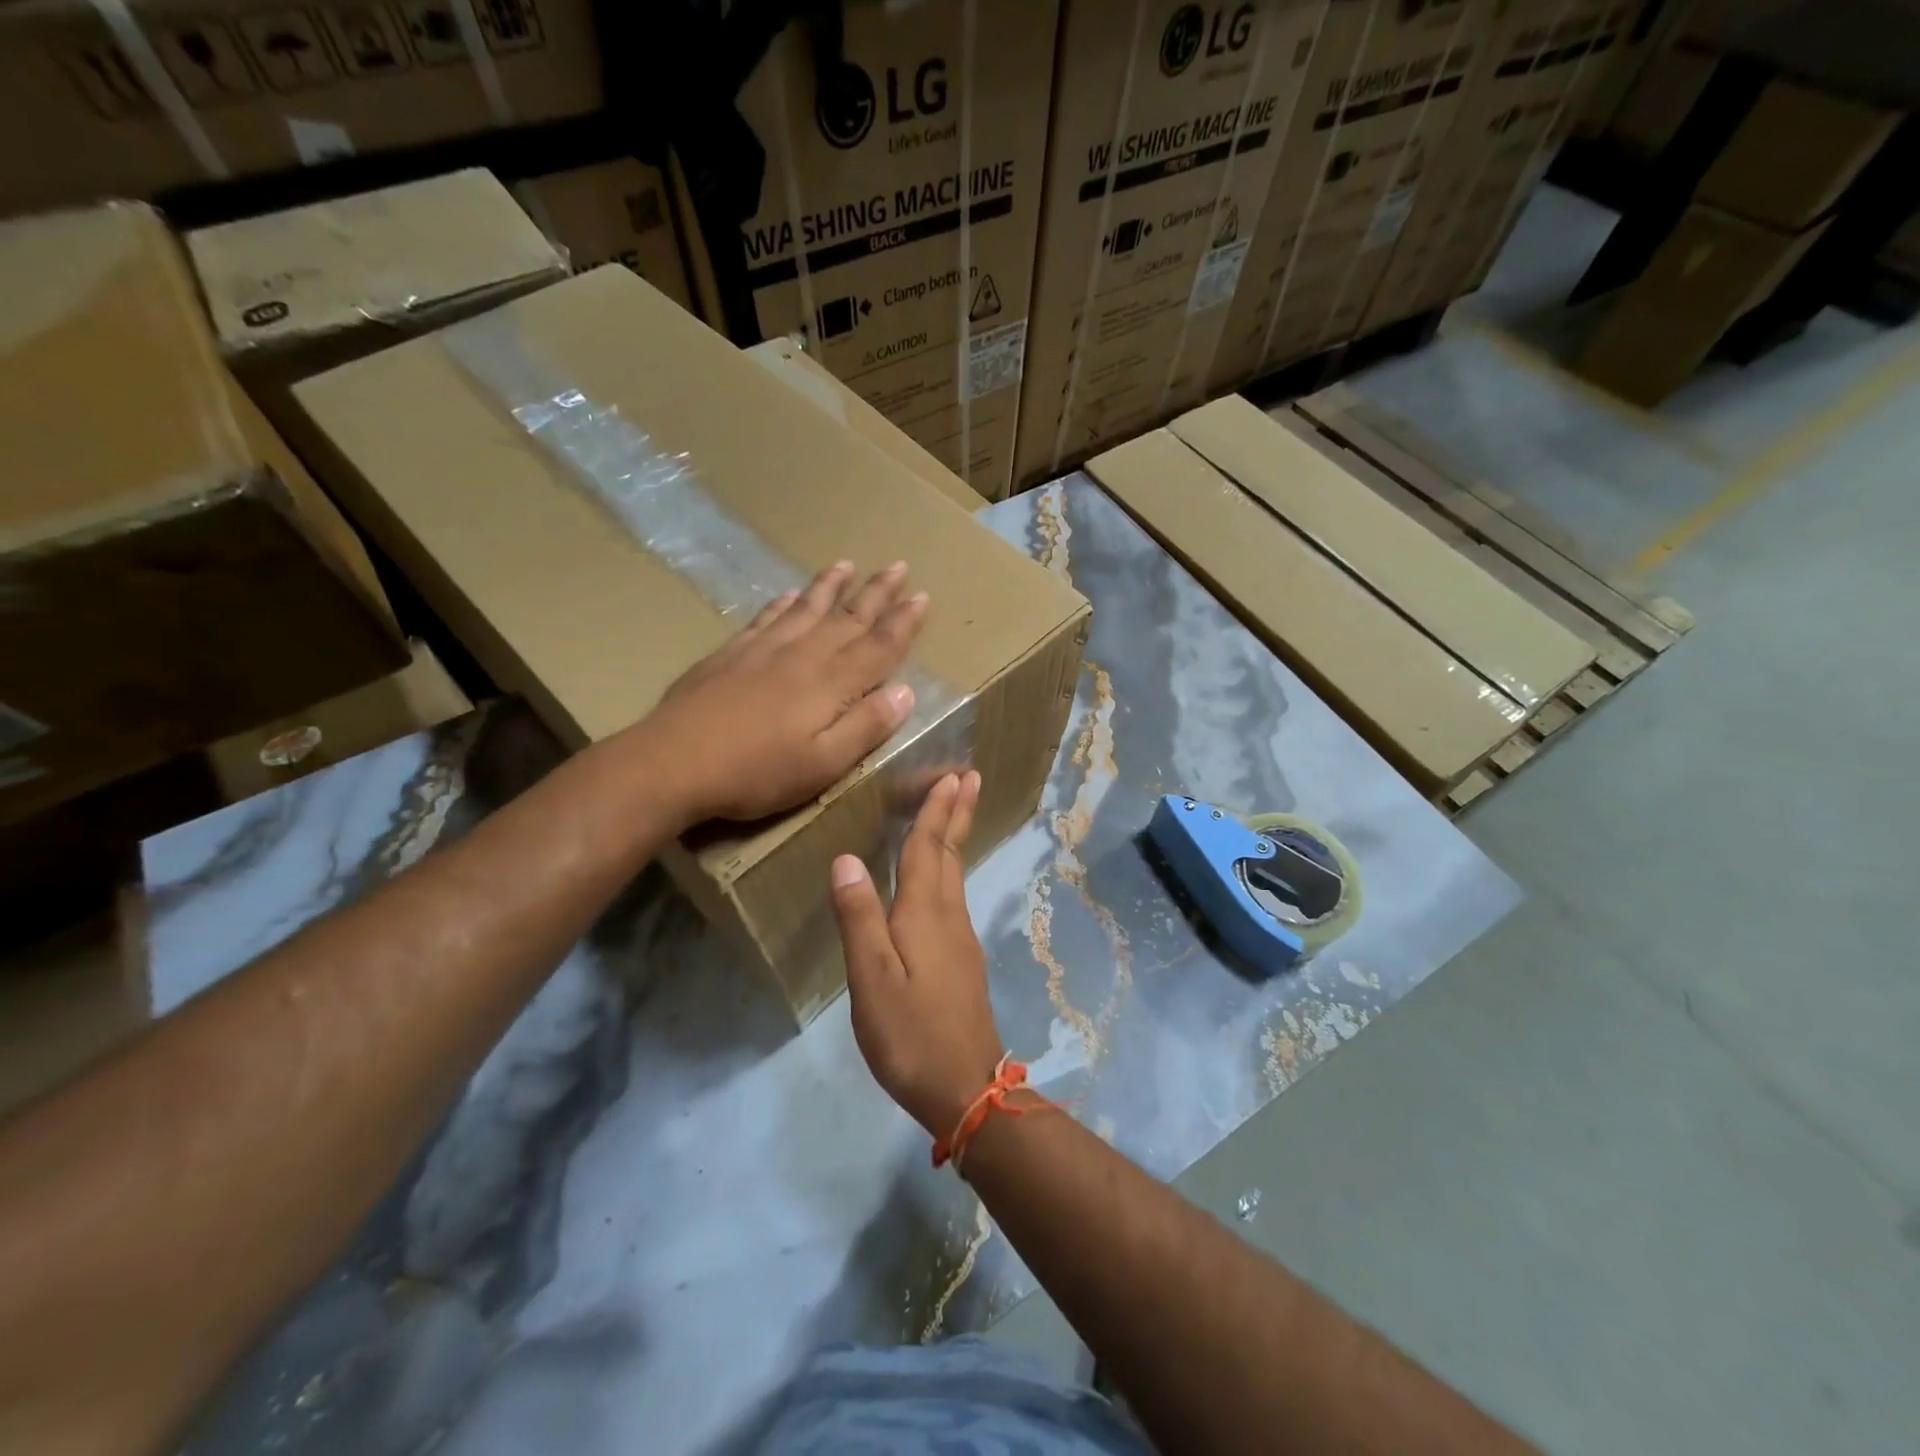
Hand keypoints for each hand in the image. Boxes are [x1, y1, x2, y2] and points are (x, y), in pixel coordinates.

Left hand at [635, 561, 926, 826]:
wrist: (672, 763)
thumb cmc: (756, 773)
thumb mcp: (823, 764)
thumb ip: (866, 727)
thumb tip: (906, 692)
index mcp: (831, 684)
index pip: (878, 646)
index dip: (904, 623)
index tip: (923, 597)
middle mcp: (802, 656)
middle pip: (848, 617)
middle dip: (877, 593)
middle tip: (899, 566)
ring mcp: (763, 650)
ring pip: (807, 608)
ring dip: (831, 586)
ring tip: (848, 565)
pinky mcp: (731, 654)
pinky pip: (767, 617)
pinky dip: (785, 603)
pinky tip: (790, 594)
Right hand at [831, 771, 1004, 1137]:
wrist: (966, 1087)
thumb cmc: (910, 1033)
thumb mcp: (871, 979)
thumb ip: (859, 918)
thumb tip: (846, 859)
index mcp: (924, 913)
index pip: (929, 848)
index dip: (937, 810)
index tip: (953, 774)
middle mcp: (949, 916)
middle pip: (951, 853)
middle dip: (957, 812)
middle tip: (968, 776)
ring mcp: (960, 939)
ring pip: (956, 874)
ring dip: (955, 837)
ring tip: (954, 811)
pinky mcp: (961, 961)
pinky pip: (954, 897)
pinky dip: (949, 869)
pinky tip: (941, 879)